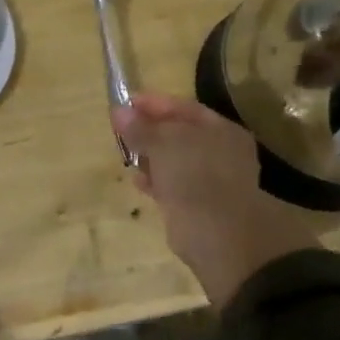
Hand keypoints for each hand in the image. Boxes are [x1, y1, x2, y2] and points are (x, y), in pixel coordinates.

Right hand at [114, 92, 317, 308]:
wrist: (218, 237)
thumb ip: (140, 128)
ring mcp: (212, 180)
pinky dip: (155, 179)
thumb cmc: (195, 177)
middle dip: (150, 130)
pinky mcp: (200, 205)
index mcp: (220, 129)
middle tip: (120, 128)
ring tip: (125, 152)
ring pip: (175, 160)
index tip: (124, 103)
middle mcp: (221, 151)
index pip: (183, 107)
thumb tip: (119, 111)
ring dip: (150, 155)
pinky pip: (173, 184)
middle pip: (179, 133)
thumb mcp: (163, 145)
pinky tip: (137, 180)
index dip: (153, 103)